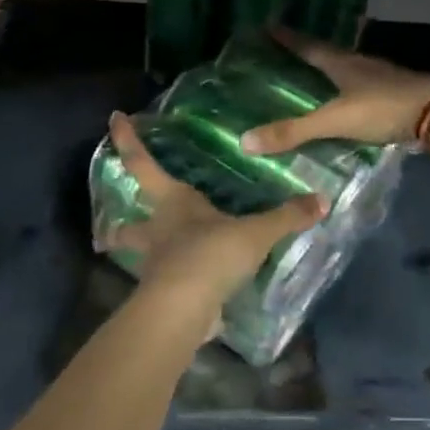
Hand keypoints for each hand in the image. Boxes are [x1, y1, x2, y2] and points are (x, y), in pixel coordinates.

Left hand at [100, 112, 323, 317]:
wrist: (185, 309)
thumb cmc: (211, 254)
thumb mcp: (255, 233)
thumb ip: (286, 217)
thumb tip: (321, 200)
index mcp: (173, 203)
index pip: (143, 164)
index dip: (128, 141)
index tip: (114, 119)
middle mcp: (158, 230)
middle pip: (129, 226)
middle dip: (118, 228)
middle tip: (107, 230)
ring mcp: (157, 266)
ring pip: (141, 258)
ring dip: (139, 258)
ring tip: (151, 260)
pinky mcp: (164, 296)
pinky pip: (165, 285)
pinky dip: (170, 284)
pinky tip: (186, 288)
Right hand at [240, 29, 429, 154]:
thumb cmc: (384, 108)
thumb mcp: (335, 120)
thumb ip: (294, 131)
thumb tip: (245, 141)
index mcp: (343, 63)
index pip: (308, 46)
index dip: (288, 38)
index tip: (269, 26)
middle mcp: (360, 64)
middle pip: (328, 54)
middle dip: (307, 53)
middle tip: (285, 55)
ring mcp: (381, 78)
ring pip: (347, 70)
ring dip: (329, 72)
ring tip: (310, 79)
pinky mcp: (395, 94)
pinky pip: (362, 88)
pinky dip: (347, 92)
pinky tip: (344, 103)